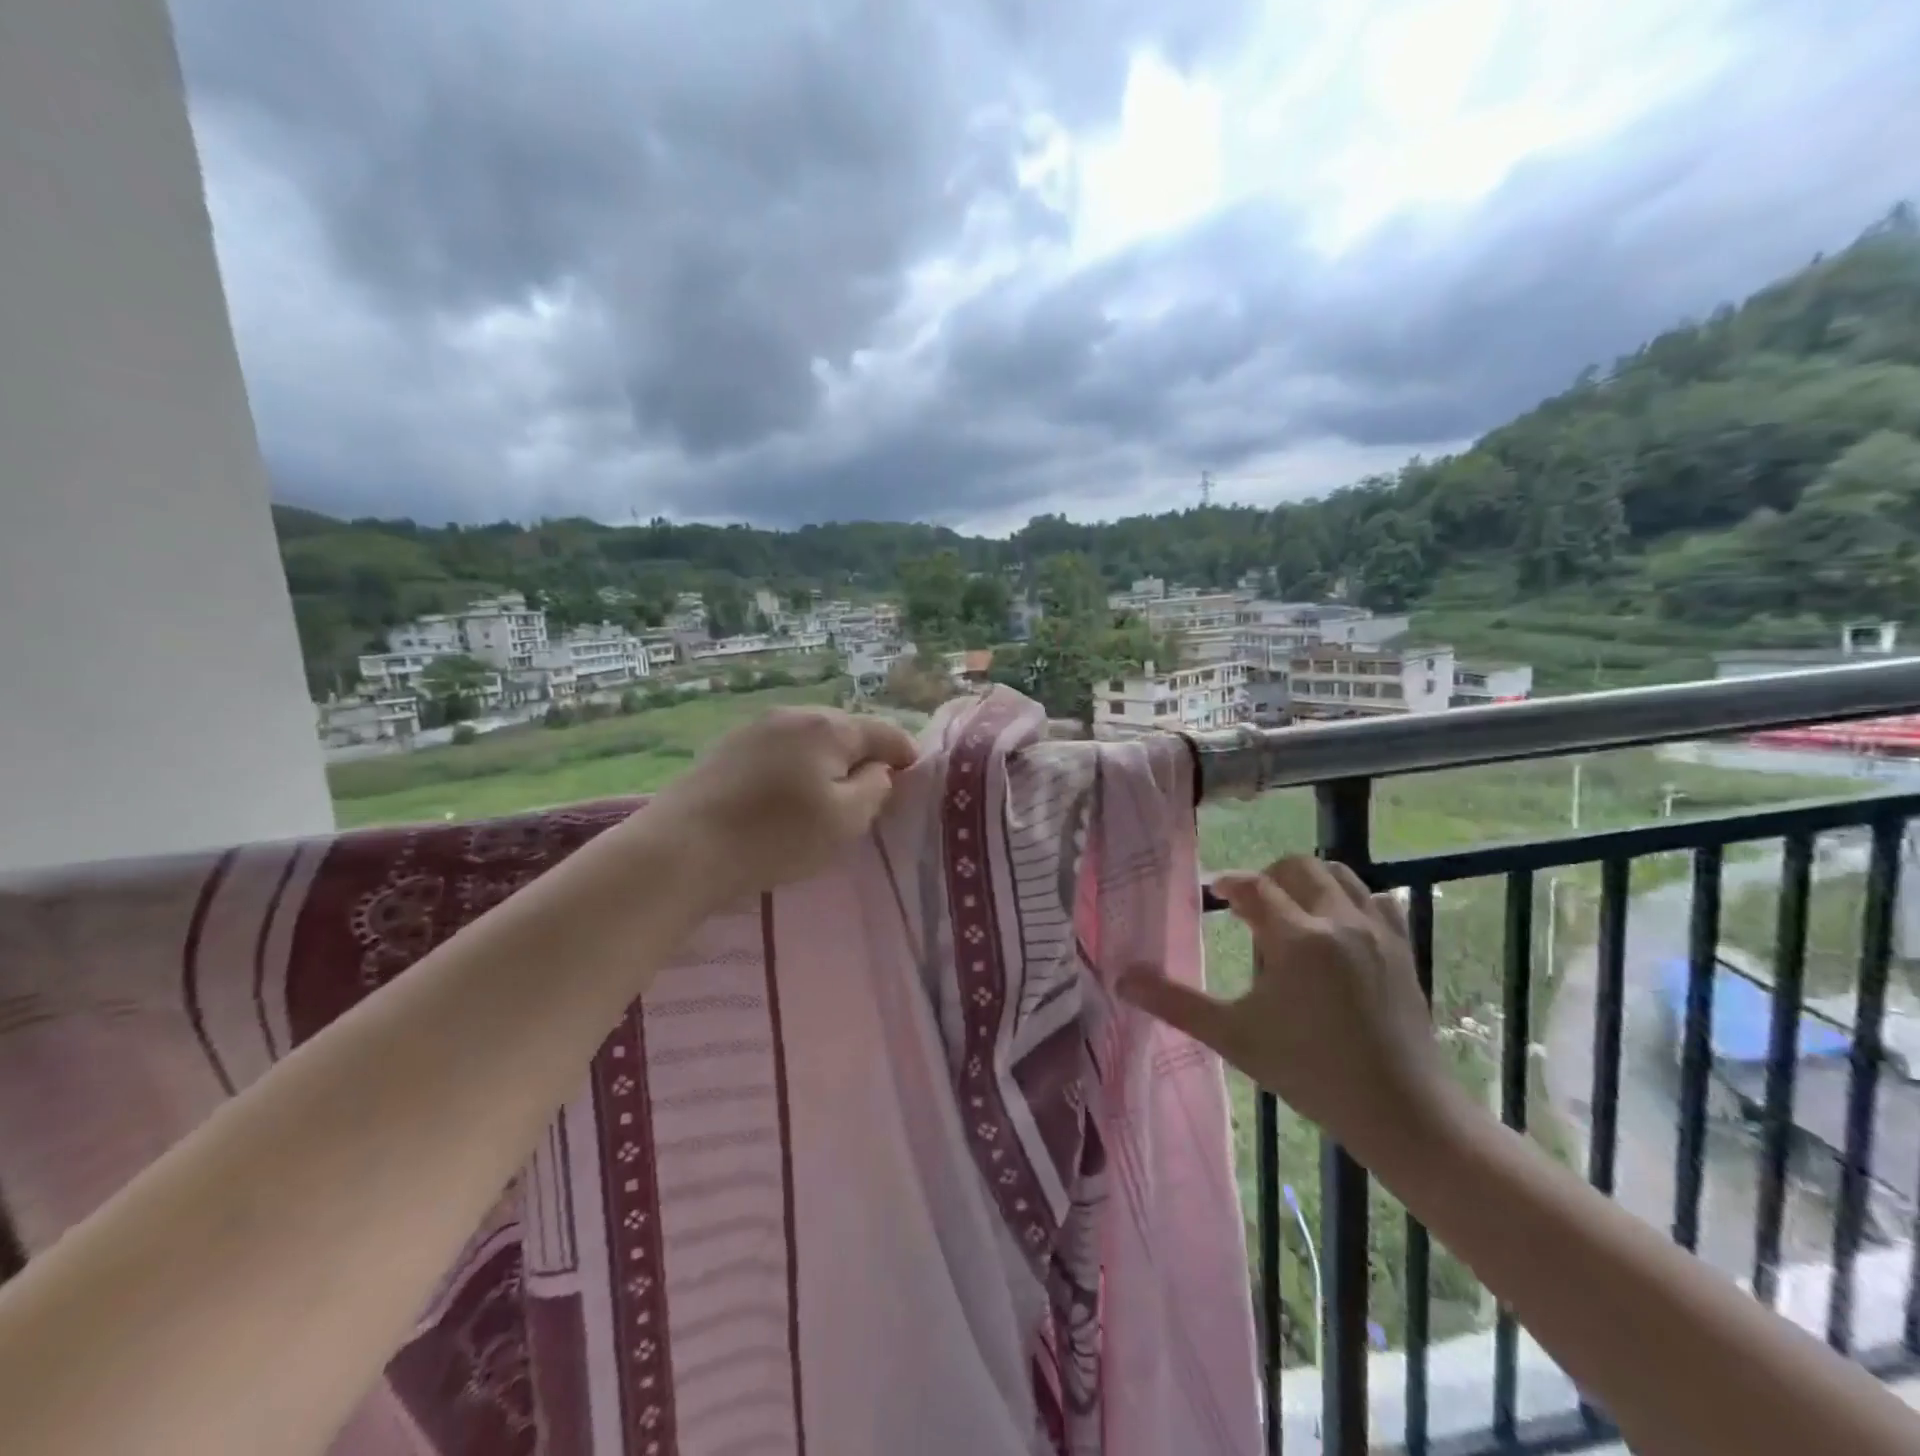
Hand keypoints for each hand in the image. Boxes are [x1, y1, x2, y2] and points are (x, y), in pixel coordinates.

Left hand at [644, 706, 917, 903]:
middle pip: (845, 731)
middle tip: (870, 795)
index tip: (912, 779)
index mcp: (829, 727)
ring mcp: (756, 727)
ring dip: (826, 763)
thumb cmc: (776, 836)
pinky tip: (785, 797)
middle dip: (863, 758)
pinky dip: (794, 768)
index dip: (905, 755)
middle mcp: (794, 714)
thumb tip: (878, 769)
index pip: (885, 732)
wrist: (683, 848)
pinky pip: (779, 751)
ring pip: (810, 740)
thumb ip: (875, 788)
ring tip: (827, 798)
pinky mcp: (728, 747)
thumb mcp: (846, 820)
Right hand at [1118, 856, 1463, 1158]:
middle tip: (1252, 908)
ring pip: (1339, 875)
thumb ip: (1175, 1002)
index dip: (1228, 883)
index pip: (1253, 886)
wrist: (1402, 1112)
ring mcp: (1376, 932)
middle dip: (1269, 877)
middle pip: (1298, 867)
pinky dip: (1350, 900)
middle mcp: (1337, 921)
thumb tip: (1121, 978)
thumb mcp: (1233, 1037)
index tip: (1215, 893)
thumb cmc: (1310, 1072)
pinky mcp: (1403, 948)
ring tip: (1291, 914)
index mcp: (1296, 937)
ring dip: (1308, 882)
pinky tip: (1337, 929)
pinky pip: (1376, 900)